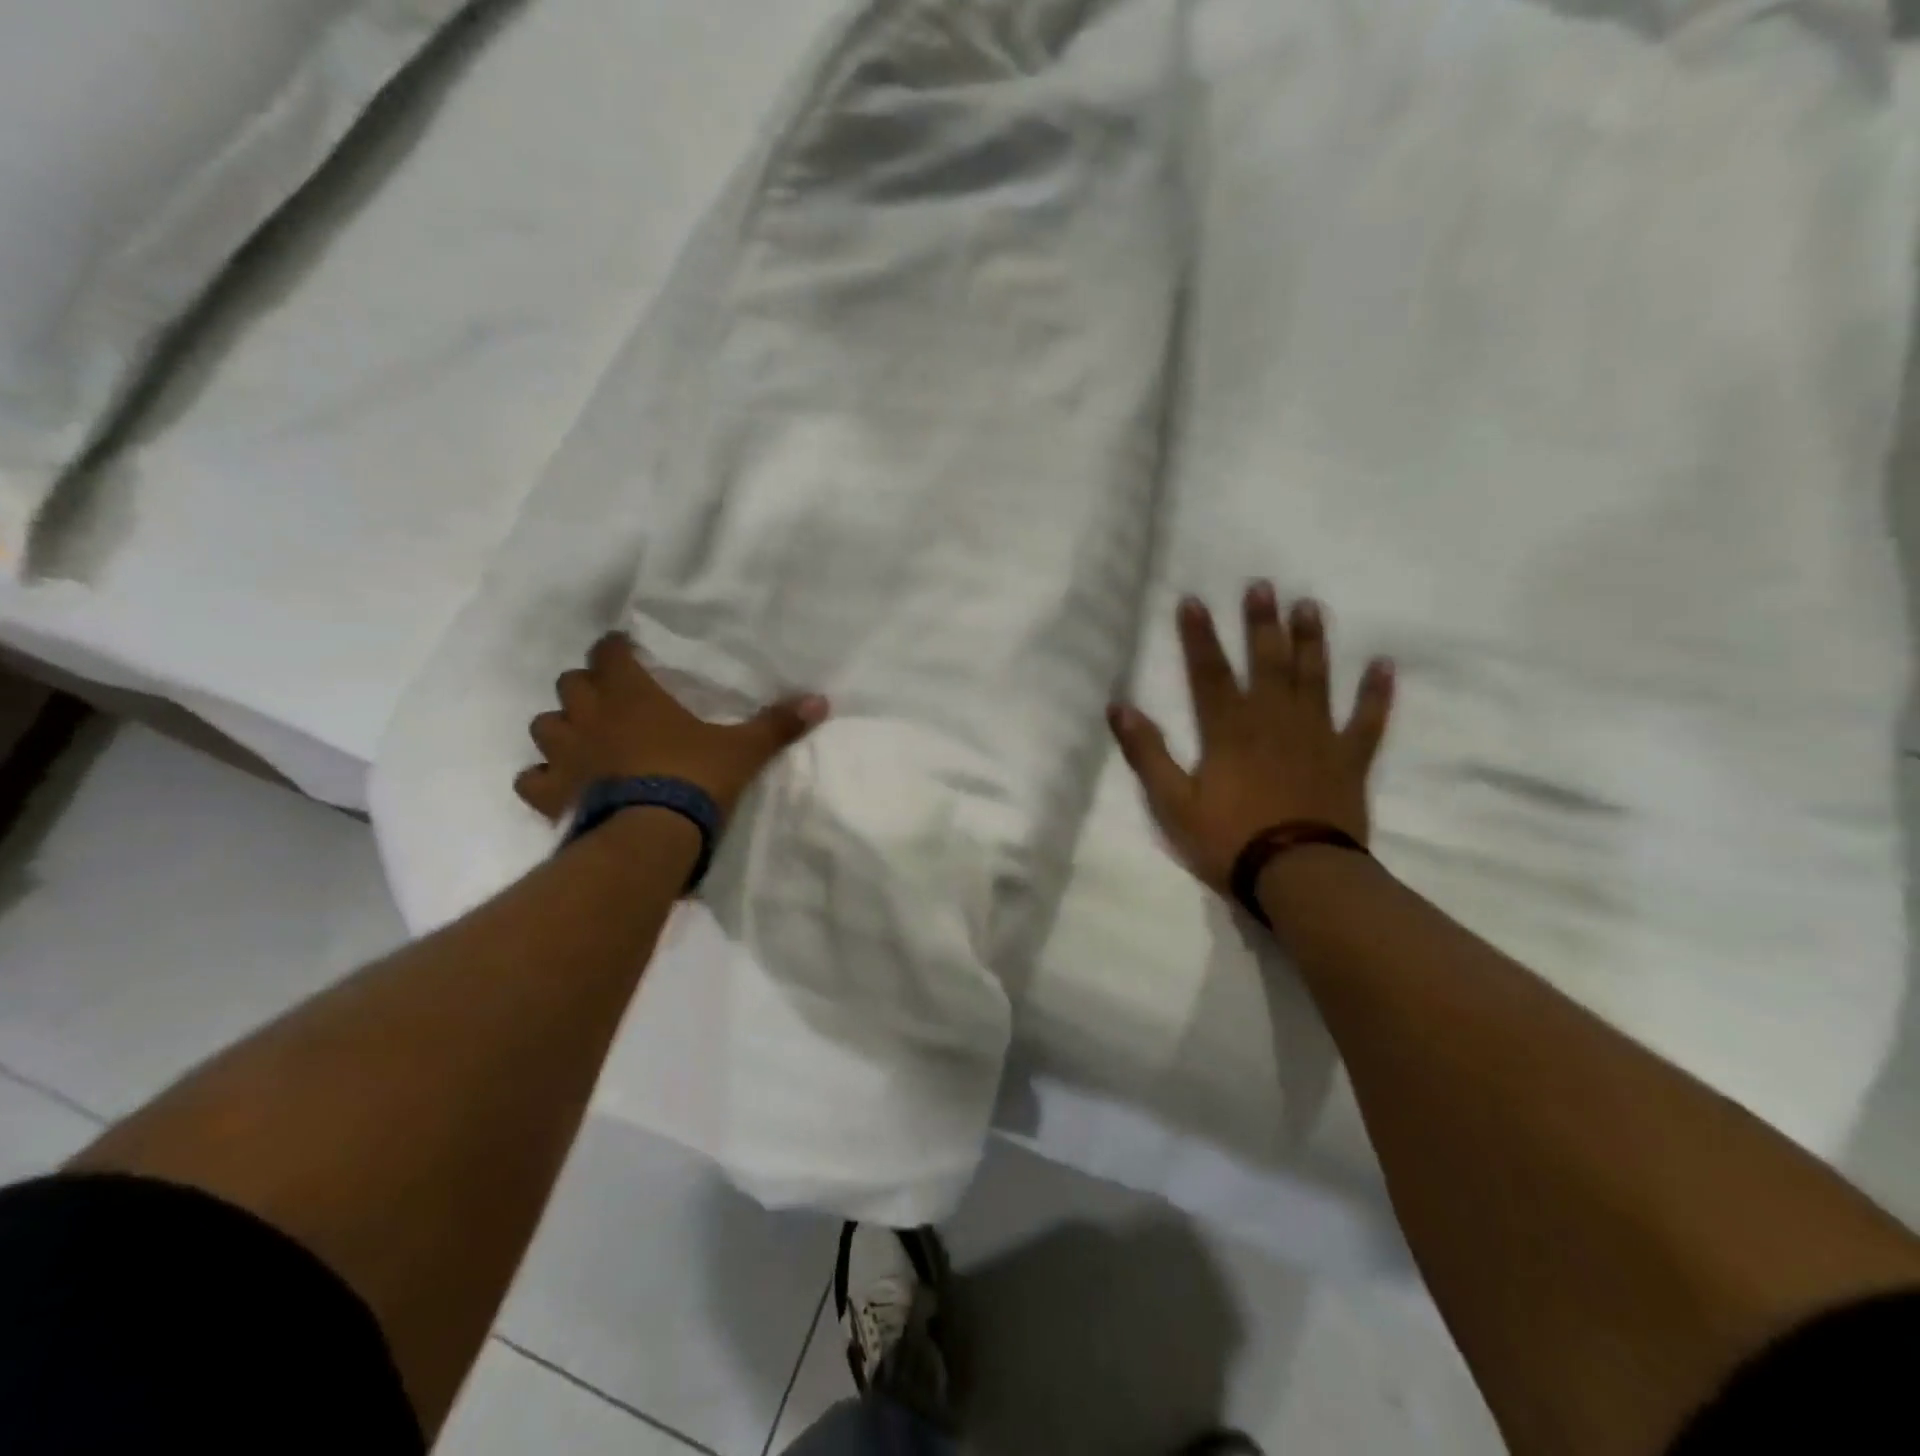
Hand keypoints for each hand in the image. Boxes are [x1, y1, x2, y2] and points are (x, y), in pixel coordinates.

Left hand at [514, 632, 828, 822]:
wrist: (649, 840)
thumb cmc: (694, 781)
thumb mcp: (743, 751)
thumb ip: (777, 724)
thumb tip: (821, 700)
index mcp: (632, 695)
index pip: (609, 652)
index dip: (616, 649)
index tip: (627, 653)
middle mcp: (589, 716)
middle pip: (571, 683)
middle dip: (588, 687)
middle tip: (612, 700)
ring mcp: (564, 756)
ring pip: (544, 725)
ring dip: (562, 727)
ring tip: (584, 740)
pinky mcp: (550, 795)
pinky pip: (531, 779)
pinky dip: (543, 778)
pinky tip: (562, 786)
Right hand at [1108, 583, 1393, 893]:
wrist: (1299, 876)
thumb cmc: (1230, 839)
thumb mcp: (1172, 802)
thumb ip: (1147, 753)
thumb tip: (1118, 707)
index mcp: (1229, 729)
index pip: (1209, 672)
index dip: (1199, 636)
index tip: (1194, 600)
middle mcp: (1274, 720)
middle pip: (1267, 662)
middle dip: (1261, 623)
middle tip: (1263, 586)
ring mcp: (1317, 736)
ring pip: (1314, 678)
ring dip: (1311, 642)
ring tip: (1310, 606)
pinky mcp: (1349, 759)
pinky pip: (1367, 720)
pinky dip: (1376, 694)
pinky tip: (1383, 666)